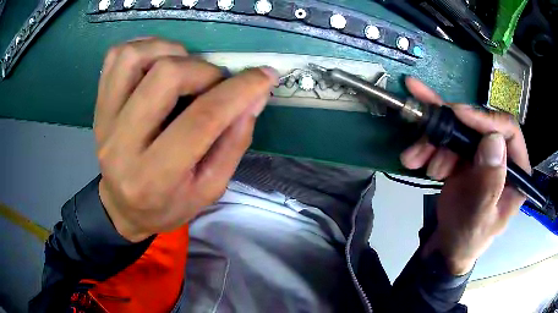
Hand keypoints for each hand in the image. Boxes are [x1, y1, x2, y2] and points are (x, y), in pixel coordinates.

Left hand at [94, 38, 276, 241]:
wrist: (123, 207)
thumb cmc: (168, 205)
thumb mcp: (210, 188)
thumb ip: (234, 142)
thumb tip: (255, 96)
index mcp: (154, 178)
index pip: (200, 121)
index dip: (239, 91)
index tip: (264, 76)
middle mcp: (121, 145)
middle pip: (165, 77)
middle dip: (204, 71)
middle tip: (214, 83)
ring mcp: (105, 120)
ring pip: (135, 57)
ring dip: (171, 52)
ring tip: (185, 69)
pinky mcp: (98, 104)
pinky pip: (117, 56)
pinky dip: (145, 47)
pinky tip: (159, 61)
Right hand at [400, 78, 530, 274]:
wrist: (445, 247)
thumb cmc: (466, 239)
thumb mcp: (478, 218)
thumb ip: (489, 185)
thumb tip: (494, 140)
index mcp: (517, 172)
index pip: (510, 132)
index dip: (486, 120)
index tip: (459, 116)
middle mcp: (503, 157)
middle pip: (480, 127)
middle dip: (451, 132)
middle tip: (427, 142)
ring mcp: (483, 155)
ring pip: (460, 130)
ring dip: (434, 140)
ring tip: (415, 158)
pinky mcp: (465, 157)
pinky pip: (447, 139)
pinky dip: (428, 143)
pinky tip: (414, 157)